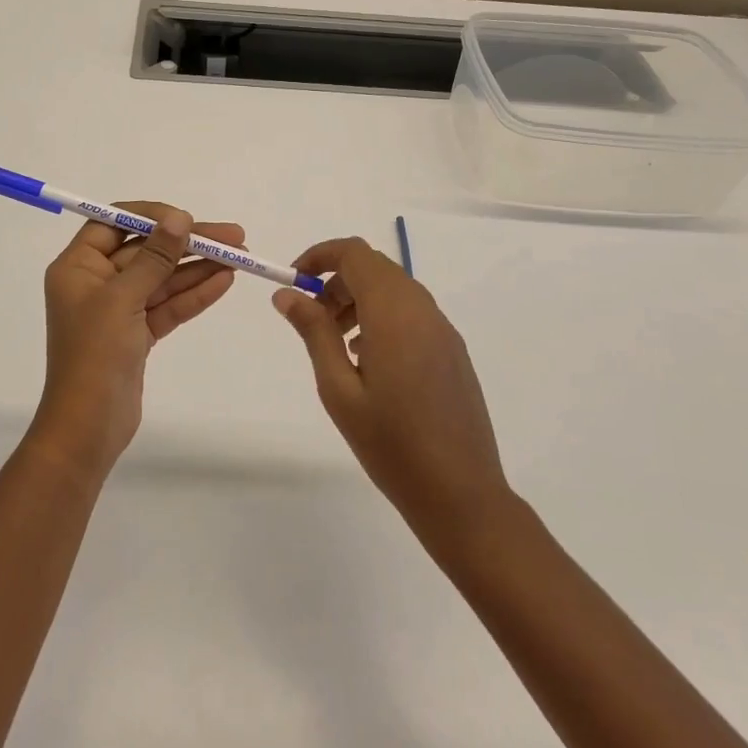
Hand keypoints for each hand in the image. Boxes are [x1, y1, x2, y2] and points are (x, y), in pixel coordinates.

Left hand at [30, 203, 245, 482]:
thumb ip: (154, 257)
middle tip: (233, 236)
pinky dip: (194, 294)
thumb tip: (179, 219)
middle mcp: (95, 282)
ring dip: (198, 268)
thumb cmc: (94, 355)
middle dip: (187, 244)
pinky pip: (168, 306)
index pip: (113, 224)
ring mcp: (118, 310)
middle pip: (145, 250)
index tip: (187, 218)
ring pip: (162, 279)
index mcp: (77, 267)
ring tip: (240, 256)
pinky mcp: (137, 335)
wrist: (88, 427)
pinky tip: (225, 281)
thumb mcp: (122, 299)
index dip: (151, 217)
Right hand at [272, 237, 511, 559]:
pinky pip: (412, 312)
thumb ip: (314, 332)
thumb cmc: (390, 444)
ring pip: (394, 288)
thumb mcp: (338, 388)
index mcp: (394, 313)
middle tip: (311, 316)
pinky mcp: (452, 350)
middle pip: (375, 267)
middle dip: (337, 279)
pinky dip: (382, 316)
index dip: (320, 256)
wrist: (461, 493)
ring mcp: (443, 330)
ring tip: (336, 342)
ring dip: (359, 298)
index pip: (354, 253)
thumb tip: (287, 293)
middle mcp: (423, 310)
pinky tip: (368, 360)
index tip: (294, 280)